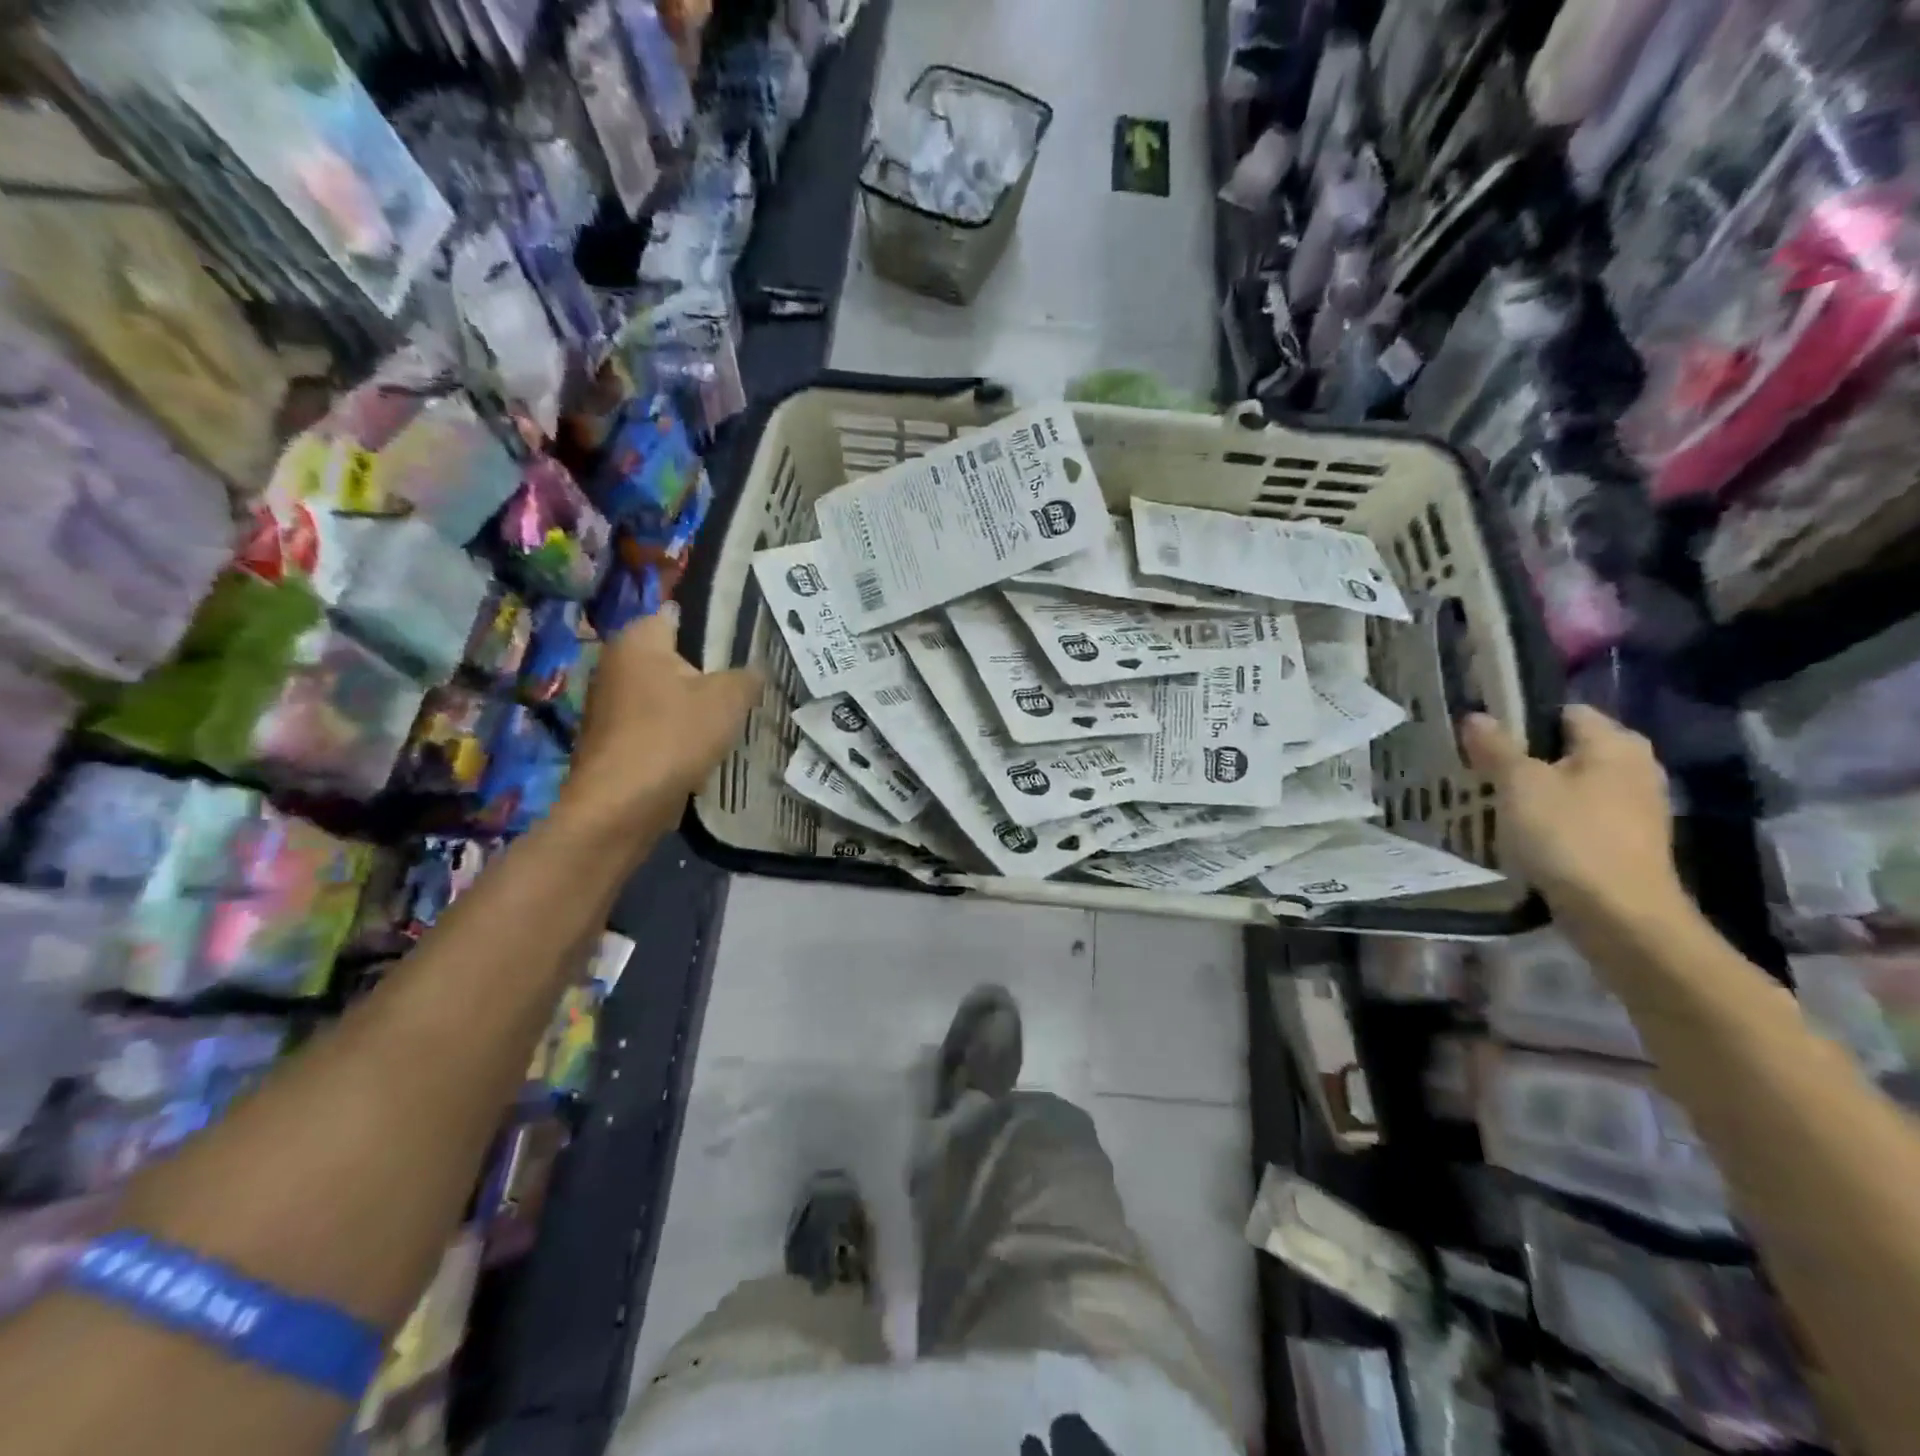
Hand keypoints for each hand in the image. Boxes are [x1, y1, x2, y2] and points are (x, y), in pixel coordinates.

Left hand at [557, 606, 759, 841]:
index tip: (746, 649)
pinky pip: (655, 725)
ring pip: (666, 695)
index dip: (716, 629)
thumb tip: (754, 671)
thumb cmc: (674, 736)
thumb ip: (747, 676)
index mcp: (638, 639)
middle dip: (707, 673)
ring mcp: (609, 704)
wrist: (622, 805)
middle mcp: (615, 663)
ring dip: (693, 707)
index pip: (681, 616)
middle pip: (674, 658)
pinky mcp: (612, 739)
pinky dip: (676, 734)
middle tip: (744, 687)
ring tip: (728, 721)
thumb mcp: (729, 698)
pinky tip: (702, 750)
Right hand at [1461, 705, 1686, 922]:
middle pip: (1566, 749)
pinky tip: (1522, 833)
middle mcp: (1635, 767)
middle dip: (1524, 758)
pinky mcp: (1627, 841)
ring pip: (1572, 784)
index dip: (1519, 719)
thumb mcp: (1519, 784)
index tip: (1480, 738)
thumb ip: (1496, 747)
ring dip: (1536, 791)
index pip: (1561, 712)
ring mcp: (1636, 807)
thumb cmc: (1569, 836)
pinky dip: (1552, 819)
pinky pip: (1580, 815)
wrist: (1619, 915)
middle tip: (1479, 770)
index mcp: (1615, 743)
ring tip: (1493, 802)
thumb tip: (1476, 716)